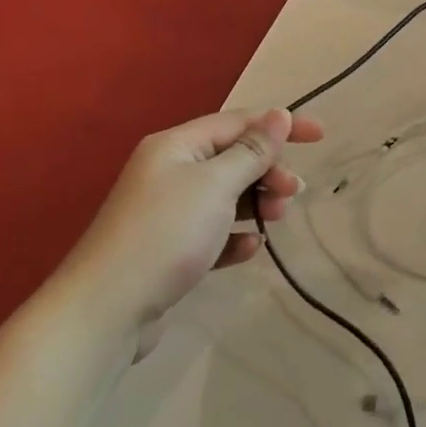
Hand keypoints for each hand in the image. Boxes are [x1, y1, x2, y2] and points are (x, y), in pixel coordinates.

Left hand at [70, 109, 321, 335]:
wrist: (105, 311)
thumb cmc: (165, 235)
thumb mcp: (216, 185)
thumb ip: (252, 151)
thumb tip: (279, 115)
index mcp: (176, 146)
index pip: (238, 122)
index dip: (280, 125)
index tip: (320, 136)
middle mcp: (169, 171)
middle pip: (232, 158)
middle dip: (268, 169)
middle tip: (293, 191)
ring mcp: (166, 212)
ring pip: (224, 195)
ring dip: (255, 201)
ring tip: (276, 218)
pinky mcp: (168, 249)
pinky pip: (211, 231)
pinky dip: (233, 235)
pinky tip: (248, 249)